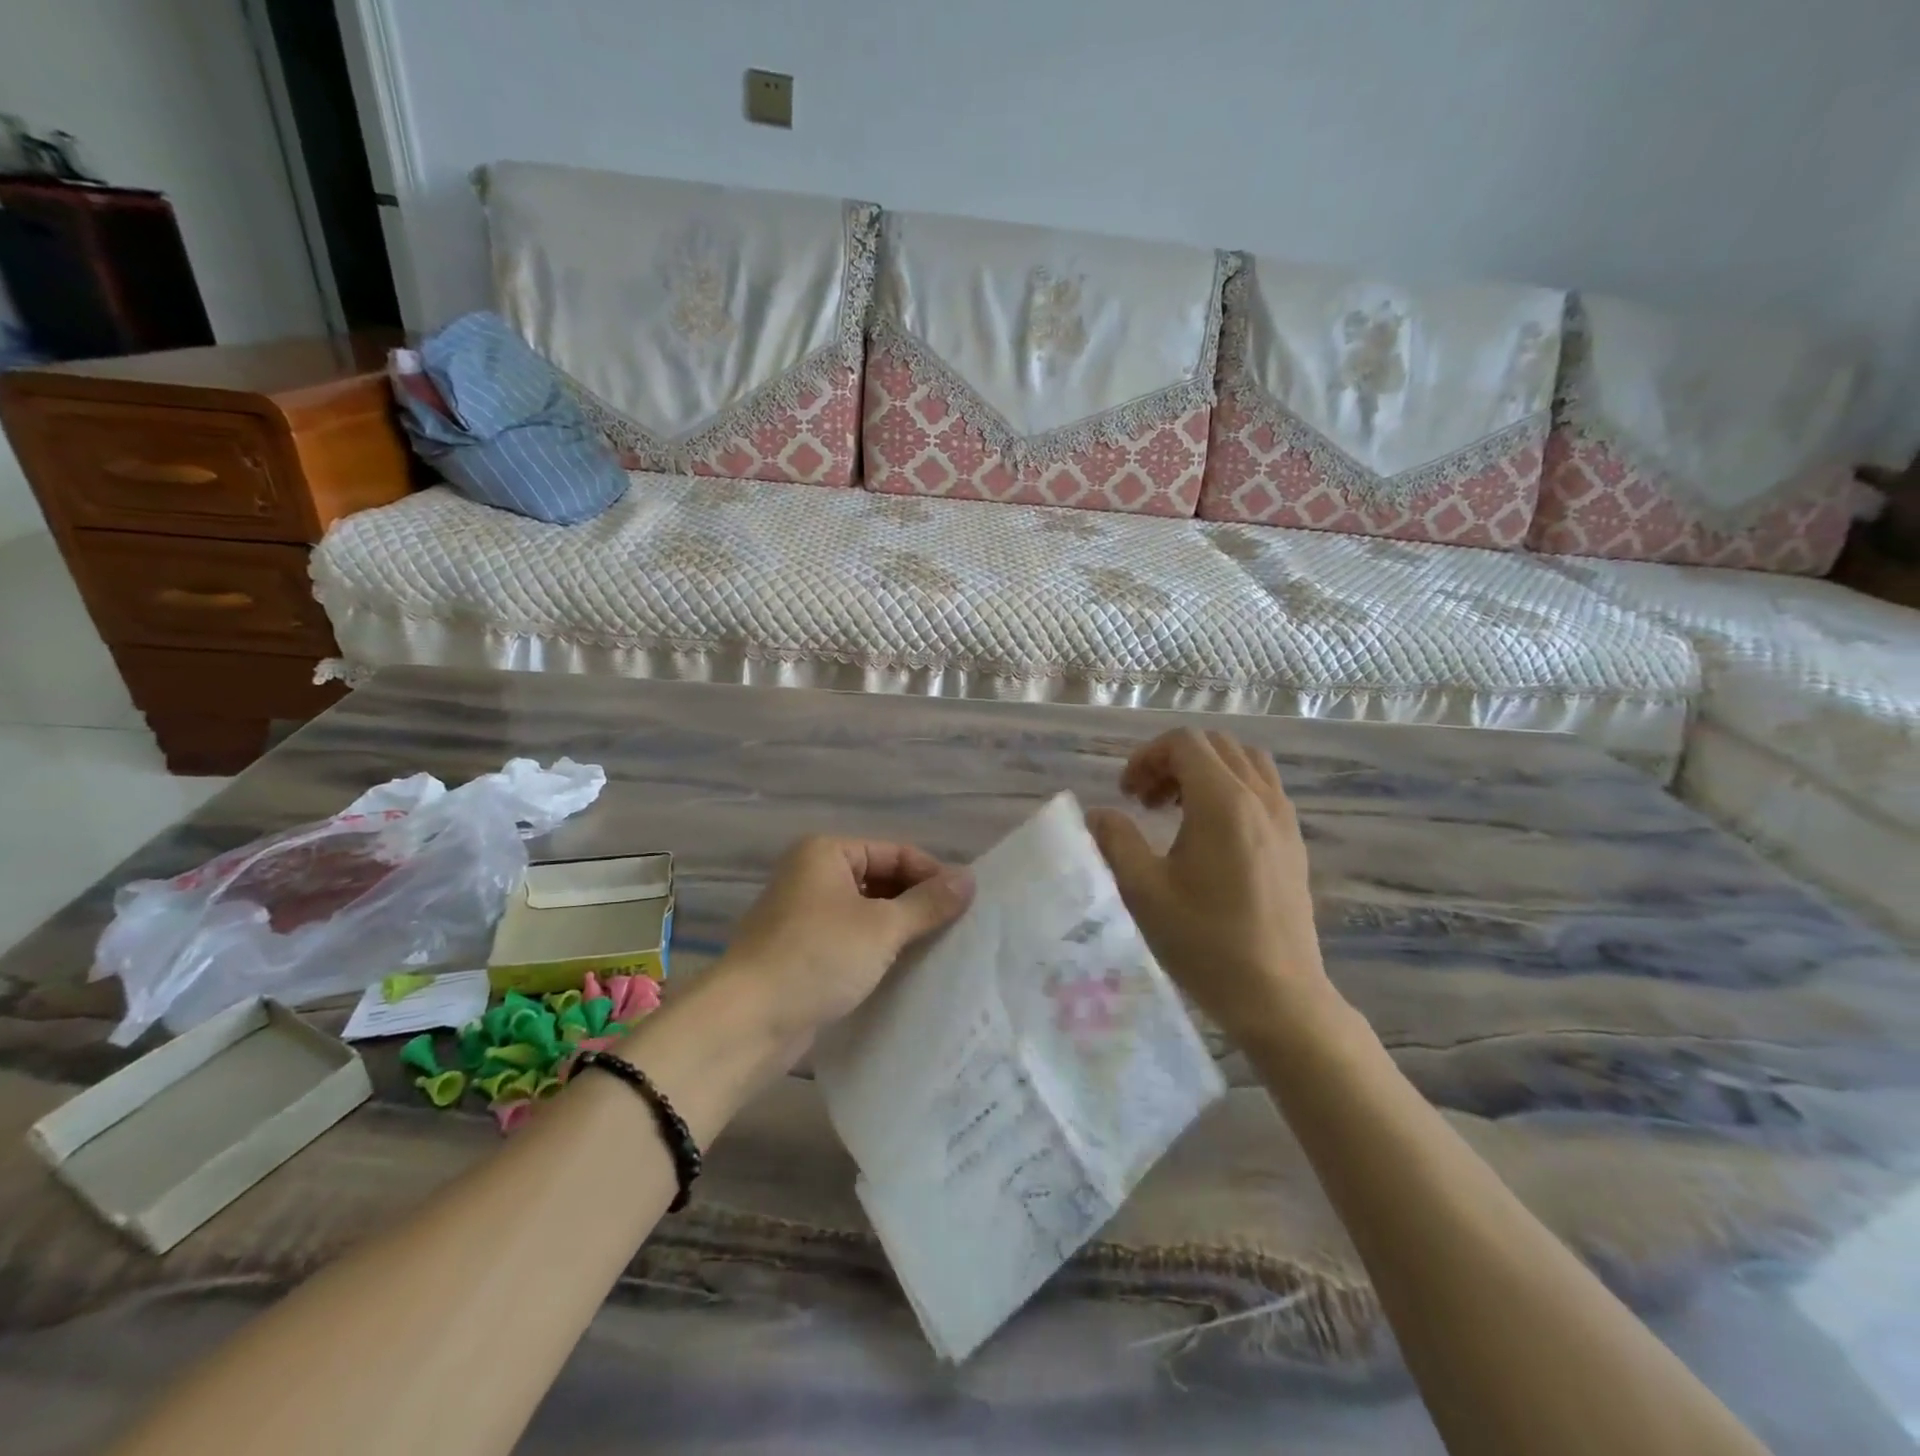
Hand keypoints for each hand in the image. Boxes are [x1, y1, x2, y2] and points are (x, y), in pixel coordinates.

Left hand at [721, 837, 973, 1040]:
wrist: (747, 1022)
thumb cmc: (817, 957)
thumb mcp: (882, 927)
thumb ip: (928, 903)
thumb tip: (970, 879)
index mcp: (826, 853)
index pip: (895, 853)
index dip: (932, 875)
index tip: (967, 905)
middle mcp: (812, 875)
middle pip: (881, 880)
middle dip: (917, 902)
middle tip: (957, 929)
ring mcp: (804, 915)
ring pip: (867, 912)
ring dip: (899, 928)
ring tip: (938, 950)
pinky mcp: (802, 952)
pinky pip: (851, 939)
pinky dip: (877, 949)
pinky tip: (904, 969)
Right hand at [1087, 729, 1339, 1048]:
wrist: (1278, 996)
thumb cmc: (1206, 943)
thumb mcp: (1144, 892)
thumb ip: (1115, 841)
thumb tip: (1098, 815)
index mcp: (1224, 802)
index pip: (1184, 743)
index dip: (1147, 757)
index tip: (1127, 795)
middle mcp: (1260, 798)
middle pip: (1214, 746)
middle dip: (1172, 761)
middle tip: (1145, 802)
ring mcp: (1284, 818)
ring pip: (1243, 762)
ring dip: (1204, 771)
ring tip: (1176, 810)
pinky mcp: (1294, 841)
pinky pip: (1263, 788)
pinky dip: (1231, 788)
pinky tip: (1210, 833)